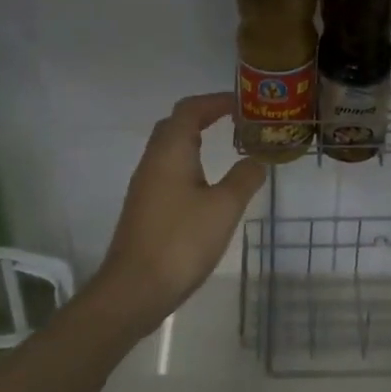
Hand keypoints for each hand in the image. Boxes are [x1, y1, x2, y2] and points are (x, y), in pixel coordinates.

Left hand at [92, 93, 267, 333]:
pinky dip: (189, 163)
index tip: (243, 104)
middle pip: (175, 124)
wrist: (134, 290)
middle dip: (205, 116)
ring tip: (226, 148)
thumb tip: (256, 161)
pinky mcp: (144, 207)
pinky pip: (168, 169)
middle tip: (236, 122)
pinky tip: (206, 184)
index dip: (217, 101)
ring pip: (170, 148)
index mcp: (171, 151)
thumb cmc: (181, 241)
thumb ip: (244, 178)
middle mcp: (153, 160)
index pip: (191, 109)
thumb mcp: (224, 207)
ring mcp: (145, 185)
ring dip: (196, 140)